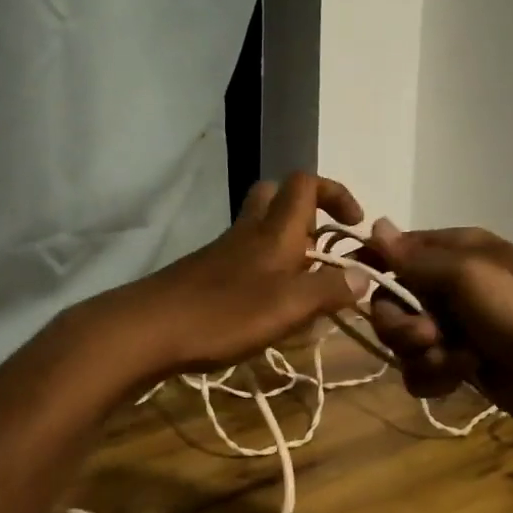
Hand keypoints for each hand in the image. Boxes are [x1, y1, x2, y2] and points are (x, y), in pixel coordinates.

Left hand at [100, 172, 364, 379]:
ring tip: (303, 288)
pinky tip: (267, 308)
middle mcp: (248, 232)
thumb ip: (328, 290)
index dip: (335, 193)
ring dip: (285, 246)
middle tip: (322, 249)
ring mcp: (222, 253)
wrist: (148, 329)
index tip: (354, 225)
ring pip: (258, 229)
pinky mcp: (205, 275)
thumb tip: (364, 275)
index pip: (305, 184)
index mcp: (273, 231)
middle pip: (275, 197)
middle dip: (306, 212)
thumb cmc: (223, 313)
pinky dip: (263, 271)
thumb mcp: (287, 307)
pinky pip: (243, 258)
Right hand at [364, 224, 512, 434]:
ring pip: (402, 340)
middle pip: (391, 302)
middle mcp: (449, 285)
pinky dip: (435, 376)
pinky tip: (460, 378)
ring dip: (421, 354)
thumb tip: (374, 224)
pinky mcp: (457, 364)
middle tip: (429, 336)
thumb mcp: (468, 275)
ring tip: (455, 361)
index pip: (397, 250)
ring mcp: (453, 327)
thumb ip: (415, 258)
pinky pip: (419, 369)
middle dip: (401, 324)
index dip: (375, 267)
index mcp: (456, 252)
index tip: (356, 284)